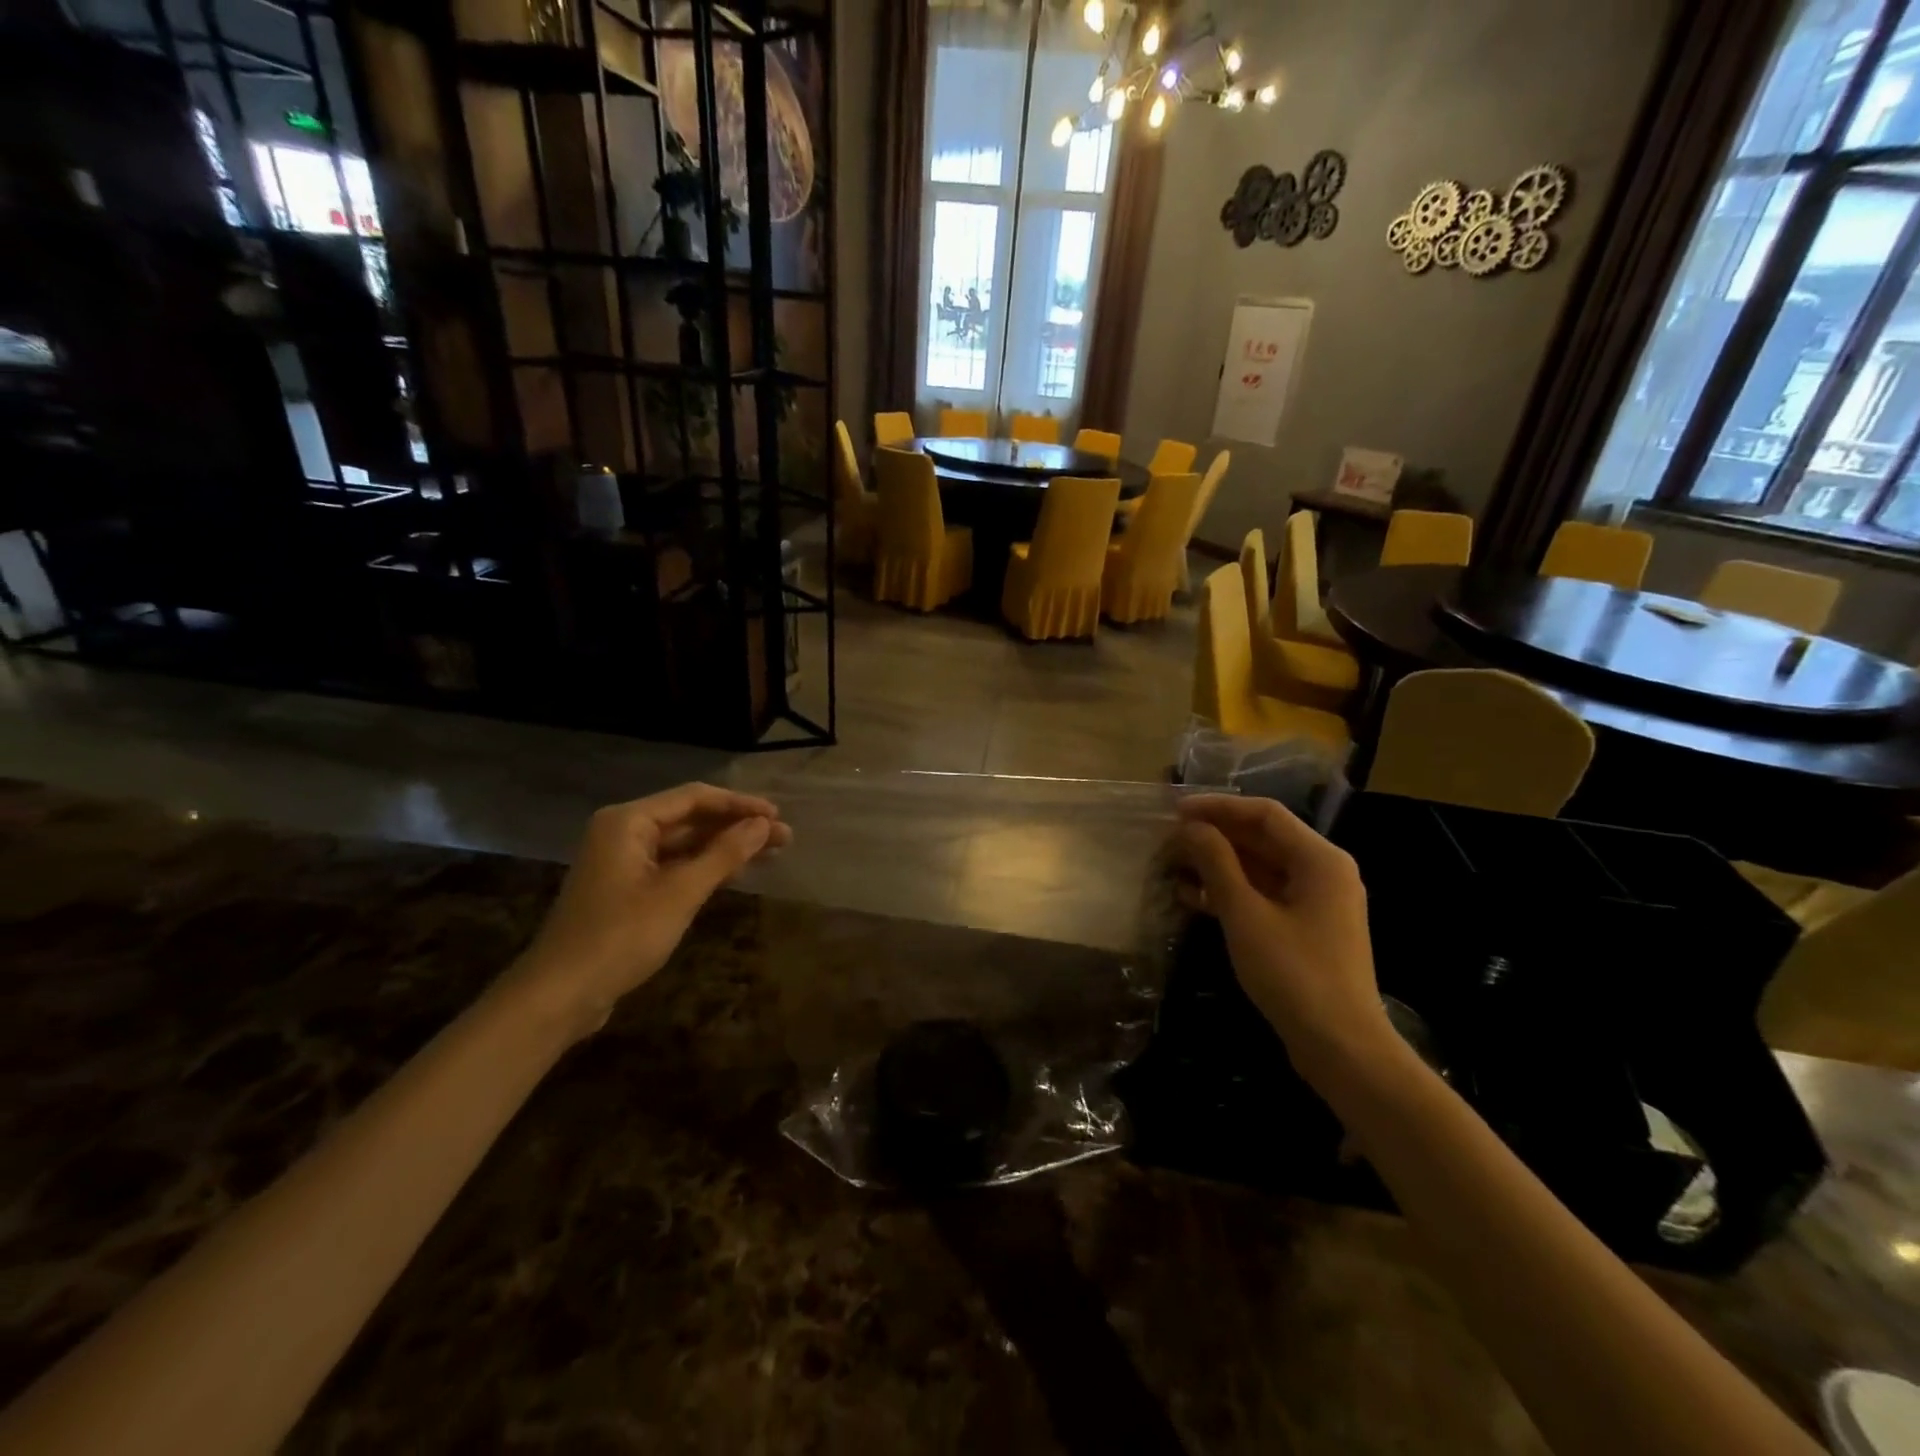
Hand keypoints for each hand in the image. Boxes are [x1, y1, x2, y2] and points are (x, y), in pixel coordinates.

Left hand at [508, 784, 791, 1035]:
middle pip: (690, 818)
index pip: (695, 797)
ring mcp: (624, 861)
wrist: (560, 995)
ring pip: (684, 844)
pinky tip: (736, 872)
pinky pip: (673, 865)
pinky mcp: (627, 888)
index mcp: (629, 822)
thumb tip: (763, 825)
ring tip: (771, 852)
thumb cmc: (621, 936)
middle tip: (784, 837)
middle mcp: (624, 832)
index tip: (778, 816)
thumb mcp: (680, 893)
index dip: (740, 805)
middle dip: (737, 827)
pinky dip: (704, 867)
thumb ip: (724, 854)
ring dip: (725, 847)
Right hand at [1172, 795, 1391, 1082]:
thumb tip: (1192, 828)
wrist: (1341, 1048)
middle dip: (1215, 836)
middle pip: (1263, 838)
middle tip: (1170, 839)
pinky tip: (1193, 897)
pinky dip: (1232, 892)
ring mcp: (1317, 902)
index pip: (1264, 814)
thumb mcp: (1246, 915)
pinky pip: (1266, 895)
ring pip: (1261, 868)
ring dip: (1219, 864)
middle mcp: (1324, 871)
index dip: (1218, 807)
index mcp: (1320, 859)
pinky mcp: (1307, 928)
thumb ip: (1217, 863)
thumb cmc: (1294, 974)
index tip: (1175, 812)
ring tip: (1174, 865)